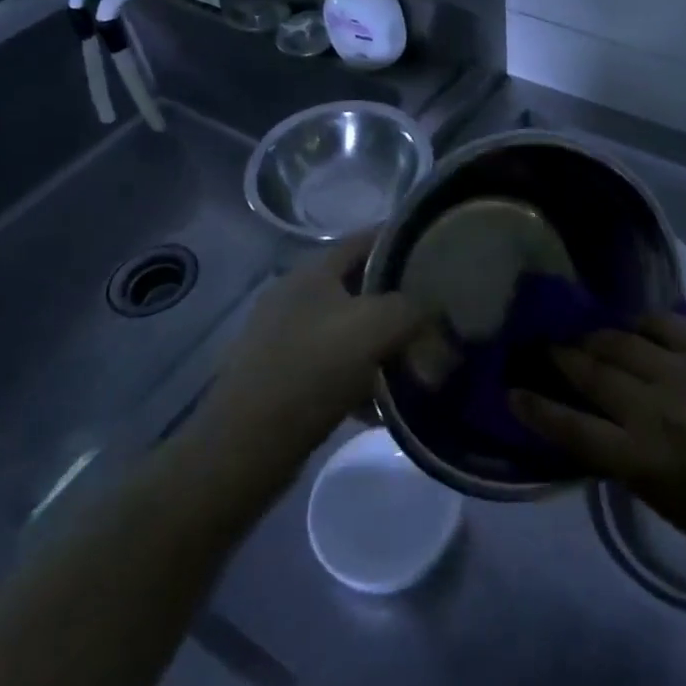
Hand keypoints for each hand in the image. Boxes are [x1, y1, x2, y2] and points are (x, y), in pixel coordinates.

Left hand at [207, 232, 430, 461]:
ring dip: (383, 346)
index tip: (438, 251)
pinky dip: (362, 380)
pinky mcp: (283, 378)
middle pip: (360, 287)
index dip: (402, 240)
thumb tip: (432, 310)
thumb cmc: (313, 370)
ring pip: (350, 331)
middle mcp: (296, 297)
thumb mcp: (376, 326)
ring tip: (416, 365)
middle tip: (435, 316)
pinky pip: (335, 369)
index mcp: (313, 272)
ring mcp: (285, 338)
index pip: (366, 239)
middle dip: (399, 303)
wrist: (246, 446)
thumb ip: (412, 307)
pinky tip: (383, 404)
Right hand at [511, 313, 685, 565]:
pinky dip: (641, 323)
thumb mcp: (654, 495)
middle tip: (544, 348)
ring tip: (584, 336)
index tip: (512, 391)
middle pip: (592, 373)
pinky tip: (632, 327)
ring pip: (621, 342)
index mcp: (639, 458)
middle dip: (560, 358)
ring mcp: (683, 374)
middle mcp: (654, 410)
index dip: (535, 408)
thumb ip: (616, 454)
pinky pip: (664, 323)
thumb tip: (584, 420)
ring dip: (595, 338)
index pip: (571, 427)